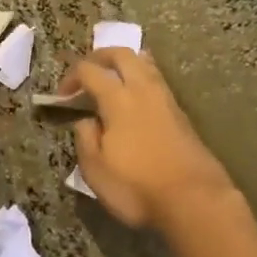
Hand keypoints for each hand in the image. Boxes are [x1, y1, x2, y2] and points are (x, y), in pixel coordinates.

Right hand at [64, 47, 234, 229]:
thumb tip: (86, 121)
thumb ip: (86, 139)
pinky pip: (158, 82)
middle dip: (100, 56)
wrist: (195, 201)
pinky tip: (136, 97)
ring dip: (126, 64)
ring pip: (145, 65)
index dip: (71, 77)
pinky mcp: (181, 115)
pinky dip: (142, 79)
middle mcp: (144, 91)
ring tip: (113, 78)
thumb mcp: (95, 171)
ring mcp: (167, 101)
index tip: (61, 96)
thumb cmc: (137, 187)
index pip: (90, 71)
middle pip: (122, 55)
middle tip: (87, 71)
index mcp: (118, 100)